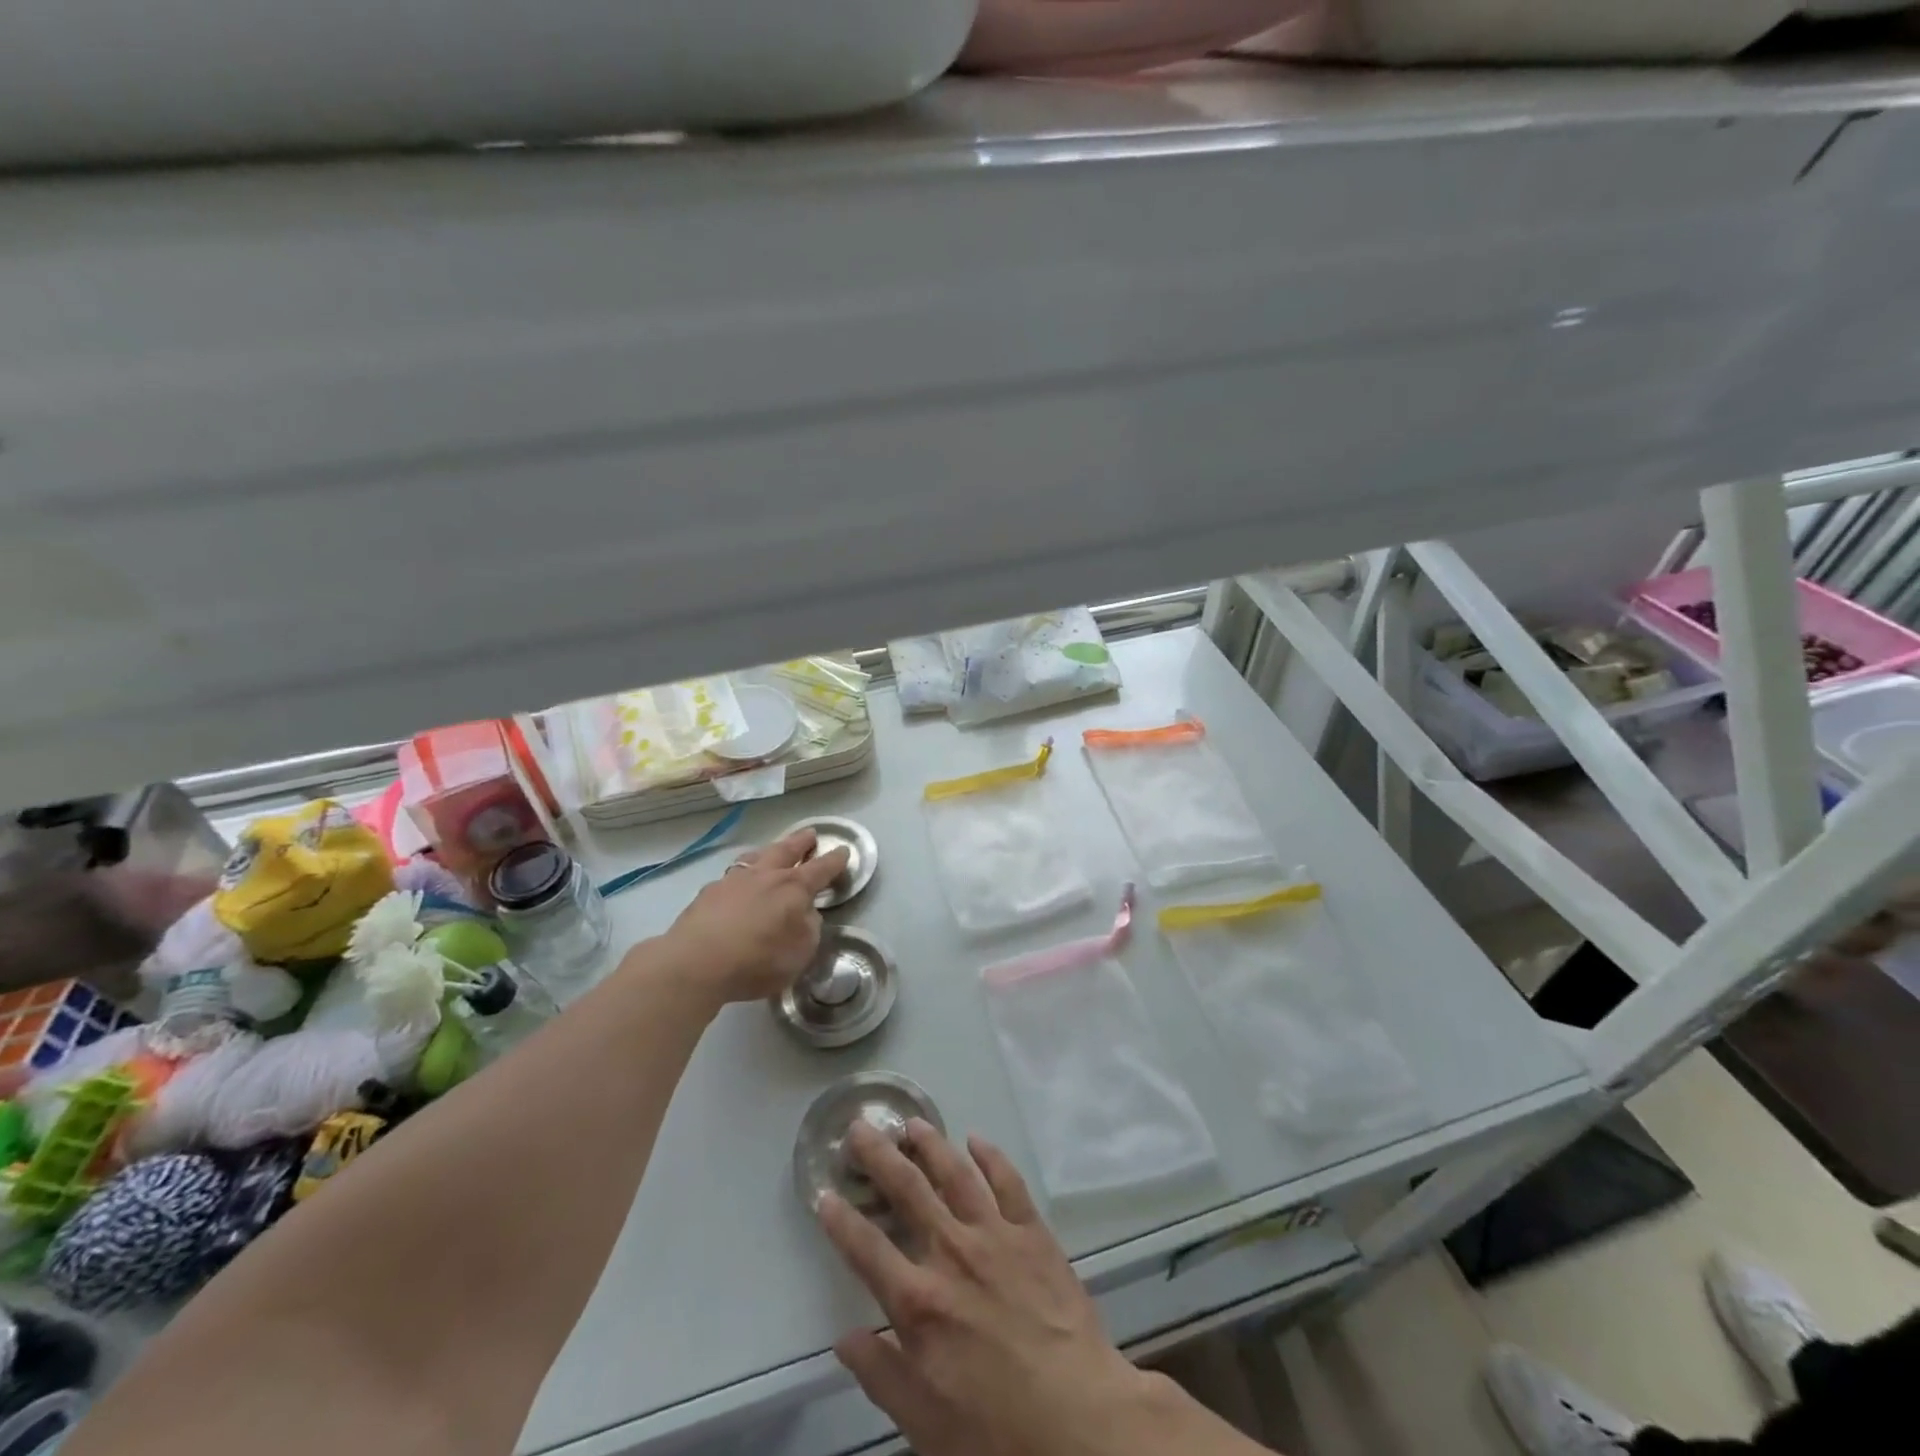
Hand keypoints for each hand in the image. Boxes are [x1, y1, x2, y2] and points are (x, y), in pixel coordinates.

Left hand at [650, 829, 849, 1003]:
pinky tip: (737, 885)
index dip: (835, 860)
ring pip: (755, 857)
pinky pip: (732, 877)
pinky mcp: (708, 893)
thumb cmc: (757, 959)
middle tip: (810, 834)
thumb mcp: (800, 953)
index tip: (843, 850)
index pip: (821, 869)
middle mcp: (765, 876)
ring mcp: (733, 881)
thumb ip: (808, 929)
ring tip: (771, 851)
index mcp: (793, 888)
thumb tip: (805, 914)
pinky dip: (741, 876)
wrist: (696, 963)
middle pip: (786, 850)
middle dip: (801, 842)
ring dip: (768, 852)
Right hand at [818, 1121, 1163, 1455]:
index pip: (866, 1249)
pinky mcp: (1033, 1232)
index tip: (824, 1192)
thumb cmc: (996, 1431)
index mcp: (919, 1302)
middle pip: (907, 1191)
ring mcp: (995, 1235)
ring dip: (931, 1144)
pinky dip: (991, 1156)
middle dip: (879, 1155)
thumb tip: (844, 1338)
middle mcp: (951, 1254)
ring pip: (955, 1174)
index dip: (841, 1220)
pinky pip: (1008, 1182)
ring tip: (913, 1123)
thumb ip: (881, 1374)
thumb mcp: (925, 1423)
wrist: (1079, 1419)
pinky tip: (977, 1139)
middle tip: (861, 1127)